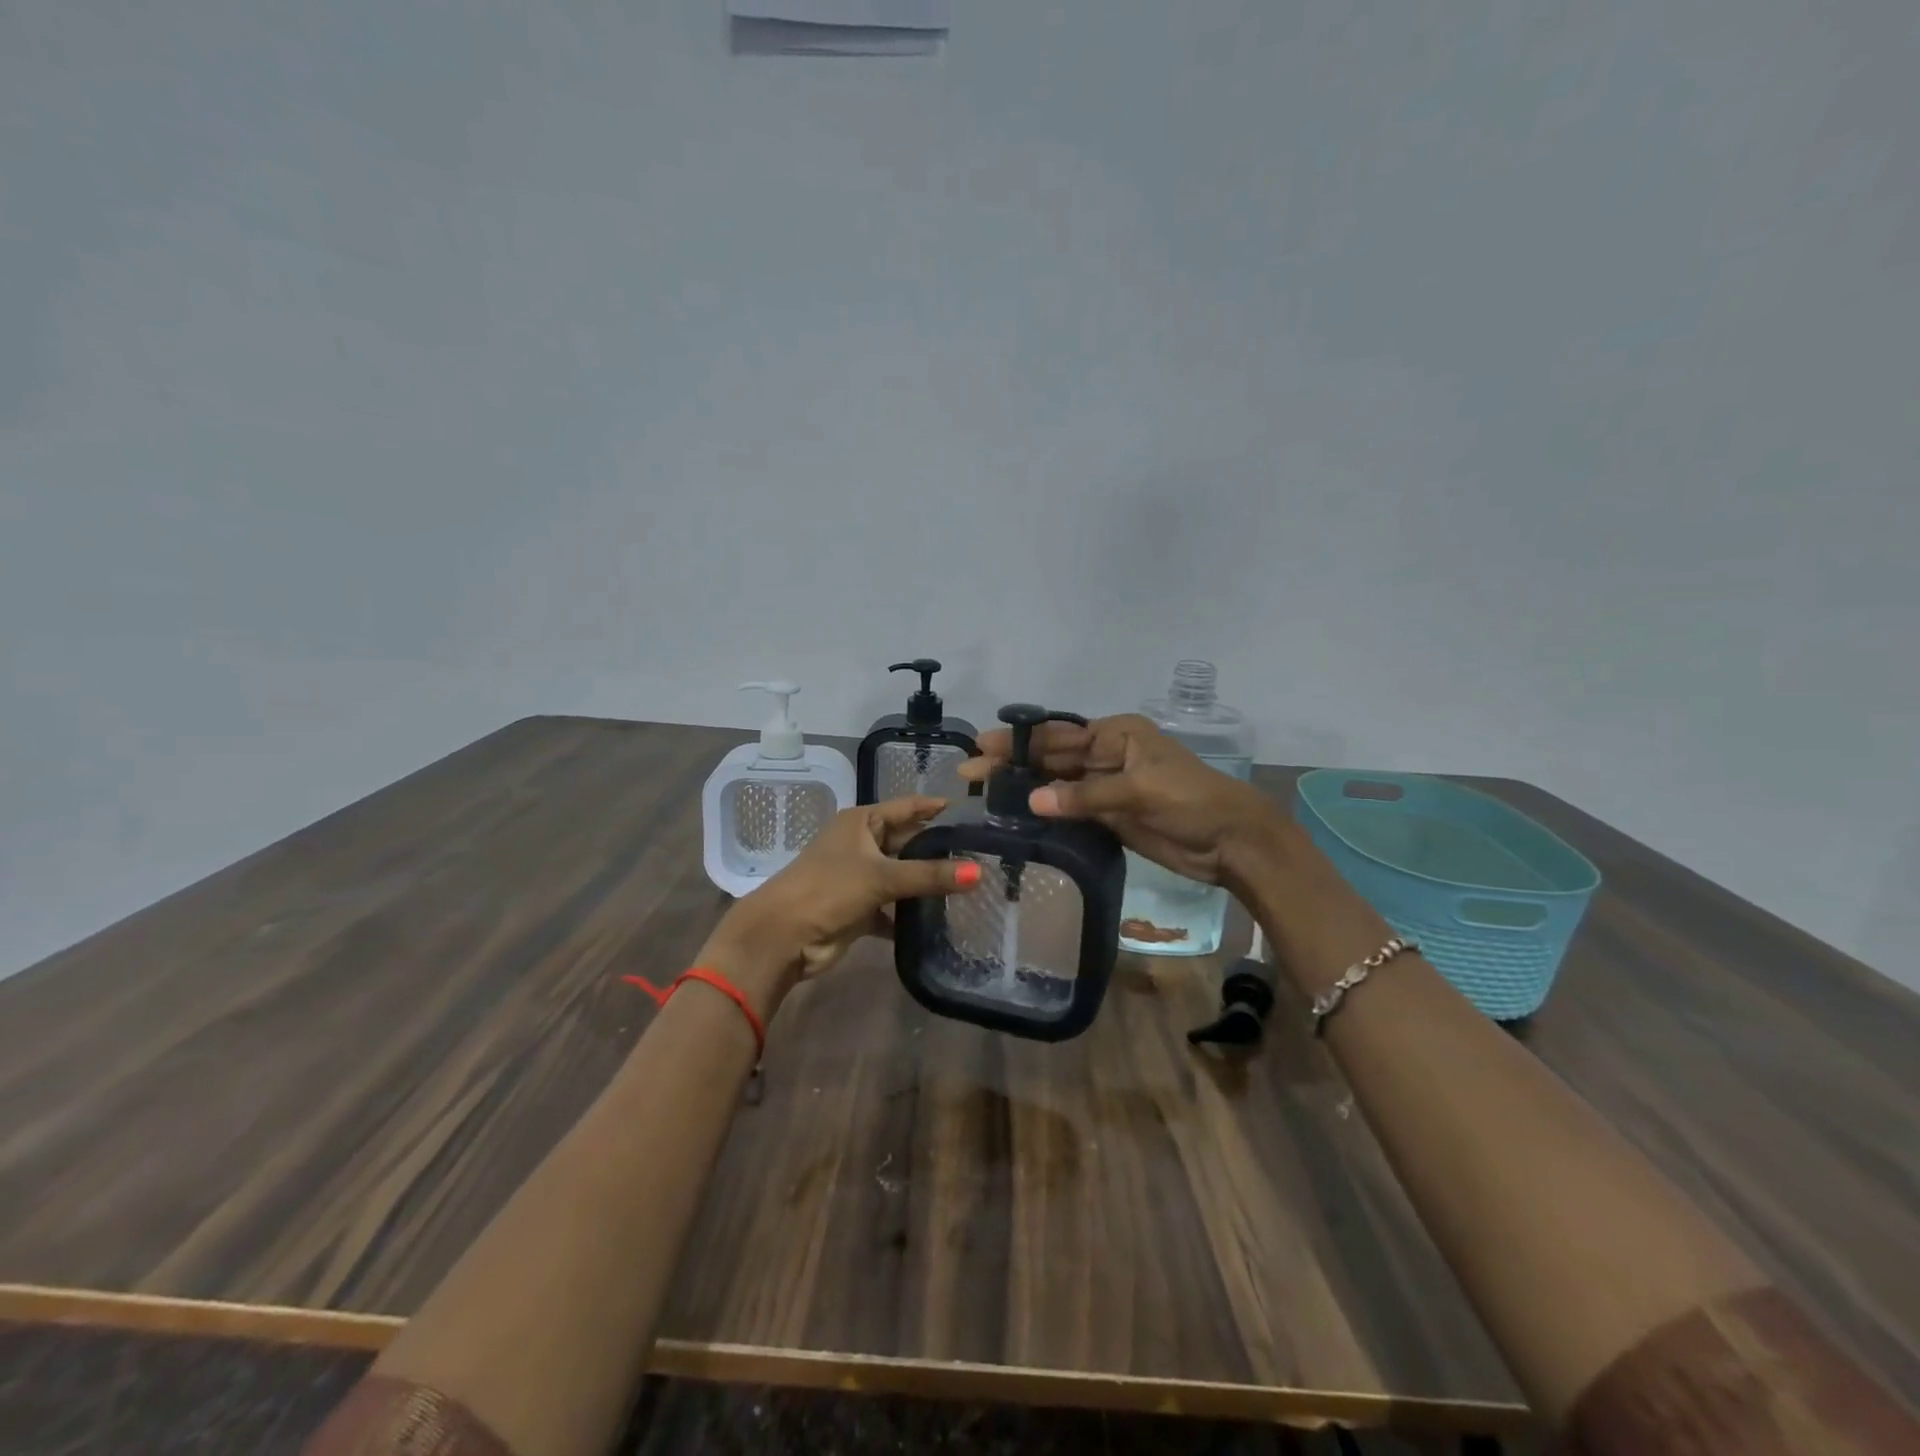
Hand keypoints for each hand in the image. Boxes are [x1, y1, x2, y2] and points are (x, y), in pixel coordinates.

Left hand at [702, 797, 980, 1014]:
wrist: (782, 936)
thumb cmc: (828, 889)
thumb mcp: (881, 876)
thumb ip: (930, 875)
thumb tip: (980, 872)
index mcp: (861, 822)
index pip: (907, 808)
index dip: (935, 807)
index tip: (972, 811)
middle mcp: (861, 844)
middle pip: (907, 842)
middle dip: (938, 850)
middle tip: (982, 854)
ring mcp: (860, 878)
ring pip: (902, 876)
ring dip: (927, 884)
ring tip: (972, 887)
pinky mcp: (860, 909)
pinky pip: (894, 908)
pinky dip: (911, 915)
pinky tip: (941, 920)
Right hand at [957, 714, 1280, 890]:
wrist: (1232, 841)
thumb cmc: (1192, 802)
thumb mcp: (1140, 791)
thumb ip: (1086, 795)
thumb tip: (1034, 800)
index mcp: (1117, 734)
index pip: (1058, 735)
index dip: (1019, 741)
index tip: (982, 746)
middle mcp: (1108, 754)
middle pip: (1052, 758)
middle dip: (1013, 764)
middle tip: (969, 772)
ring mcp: (1108, 786)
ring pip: (1058, 784)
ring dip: (1025, 788)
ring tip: (984, 794)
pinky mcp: (1110, 815)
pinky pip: (1070, 810)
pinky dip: (1046, 812)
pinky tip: (1018, 816)